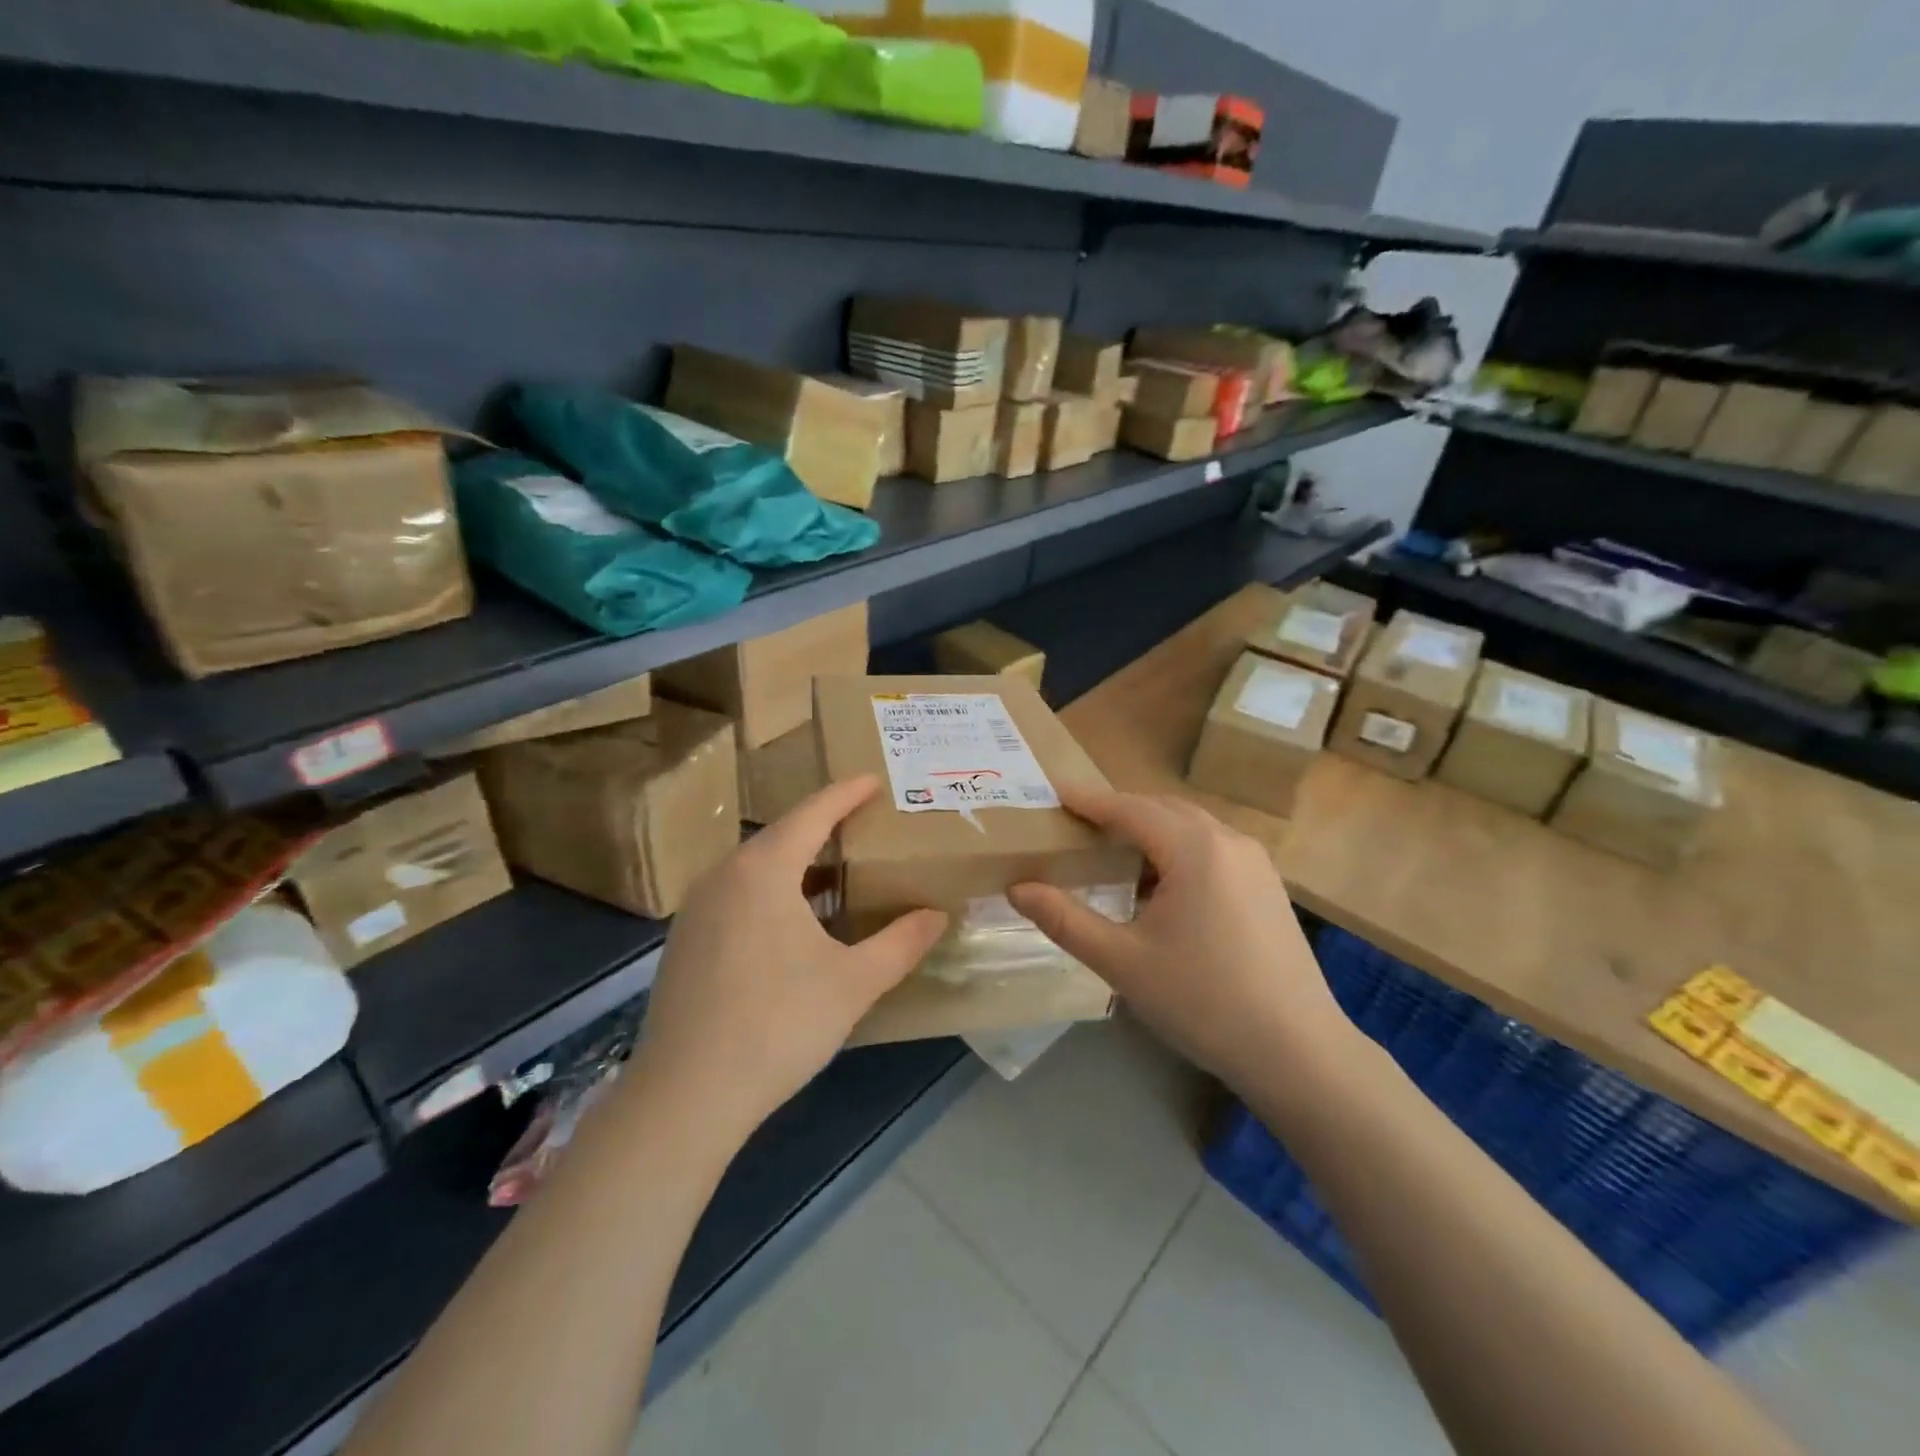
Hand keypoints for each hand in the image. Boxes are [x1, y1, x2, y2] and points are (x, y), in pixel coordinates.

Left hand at [631, 776, 947, 1145]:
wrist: (686, 1095)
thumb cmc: (778, 1024)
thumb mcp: (854, 983)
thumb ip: (901, 943)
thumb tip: (938, 915)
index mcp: (763, 869)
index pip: (813, 813)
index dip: (847, 793)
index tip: (874, 779)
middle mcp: (724, 874)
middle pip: (781, 835)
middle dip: (824, 826)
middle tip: (864, 825)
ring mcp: (697, 908)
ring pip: (756, 867)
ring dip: (797, 862)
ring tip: (837, 871)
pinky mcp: (684, 940)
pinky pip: (737, 894)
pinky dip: (772, 891)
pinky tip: (793, 922)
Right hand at [1008, 786, 1354, 1093]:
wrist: (1298, 1052)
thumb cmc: (1202, 1002)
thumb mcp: (1122, 962)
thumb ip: (1065, 920)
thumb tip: (1017, 889)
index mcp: (1194, 848)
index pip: (1128, 808)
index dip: (1088, 800)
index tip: (1053, 793)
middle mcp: (1228, 840)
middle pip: (1162, 809)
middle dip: (1118, 811)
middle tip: (1076, 826)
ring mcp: (1256, 863)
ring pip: (1190, 827)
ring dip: (1150, 831)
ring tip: (1112, 853)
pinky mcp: (1268, 886)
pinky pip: (1212, 849)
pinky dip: (1177, 851)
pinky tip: (1160, 887)